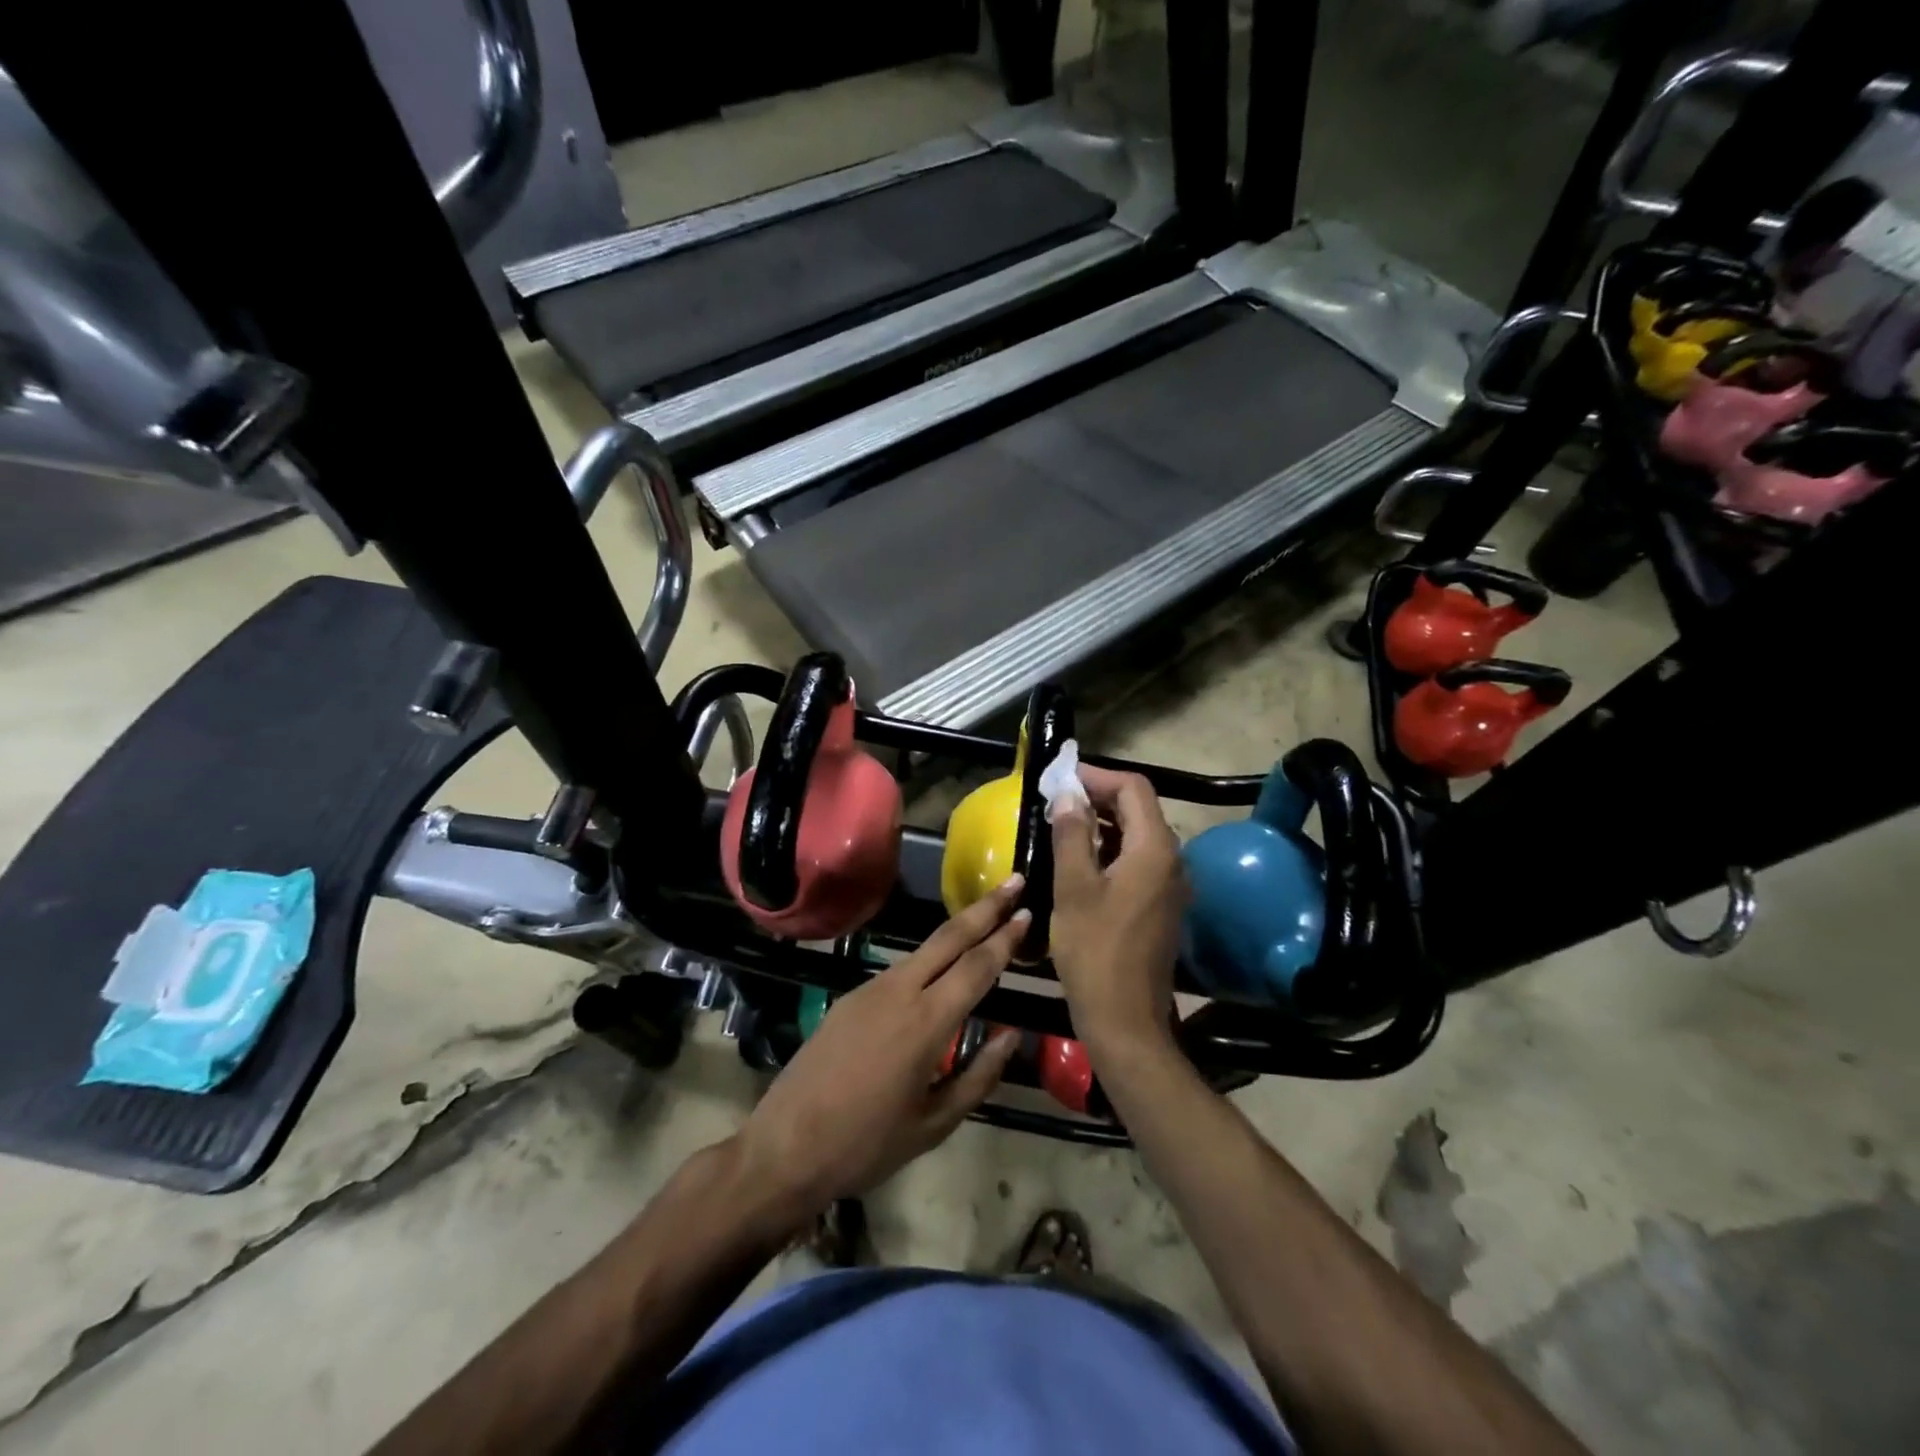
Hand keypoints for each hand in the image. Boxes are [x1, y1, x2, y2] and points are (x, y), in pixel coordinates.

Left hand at [732, 878, 1024, 1221]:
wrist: (785, 1147)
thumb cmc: (867, 1144)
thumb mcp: (935, 1123)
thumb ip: (979, 1075)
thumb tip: (1010, 1035)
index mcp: (926, 1023)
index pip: (976, 967)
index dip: (1005, 938)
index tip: (1028, 911)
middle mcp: (899, 992)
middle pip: (950, 937)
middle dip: (985, 907)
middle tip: (1014, 881)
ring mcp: (870, 989)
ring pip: (923, 951)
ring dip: (958, 932)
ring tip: (986, 923)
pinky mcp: (850, 997)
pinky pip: (900, 971)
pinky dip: (929, 961)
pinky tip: (940, 974)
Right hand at [1050, 766, 1187, 1056]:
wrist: (1125, 1020)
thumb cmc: (1095, 950)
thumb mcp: (1074, 887)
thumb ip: (1072, 834)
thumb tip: (1068, 794)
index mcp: (1155, 849)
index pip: (1133, 788)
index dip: (1097, 776)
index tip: (1060, 777)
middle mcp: (1172, 860)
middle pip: (1139, 808)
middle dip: (1098, 796)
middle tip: (1056, 797)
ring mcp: (1170, 885)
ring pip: (1138, 835)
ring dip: (1103, 823)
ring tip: (1062, 823)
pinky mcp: (1162, 905)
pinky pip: (1139, 861)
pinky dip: (1112, 849)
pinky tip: (1081, 860)